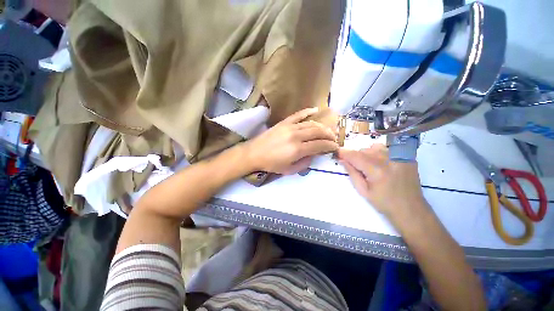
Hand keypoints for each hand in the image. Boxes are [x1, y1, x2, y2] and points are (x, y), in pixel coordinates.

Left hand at [243, 108, 338, 174]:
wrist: (254, 153)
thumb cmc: (271, 164)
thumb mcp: (289, 170)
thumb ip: (304, 163)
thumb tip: (314, 154)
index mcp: (297, 150)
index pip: (319, 145)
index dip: (330, 146)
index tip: (335, 147)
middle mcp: (296, 136)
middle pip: (318, 132)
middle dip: (329, 135)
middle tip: (334, 138)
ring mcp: (290, 127)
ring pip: (311, 124)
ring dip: (322, 127)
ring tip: (327, 130)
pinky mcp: (284, 122)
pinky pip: (298, 115)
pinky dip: (308, 111)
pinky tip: (316, 110)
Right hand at [337, 145, 427, 218]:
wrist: (411, 209)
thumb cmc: (384, 203)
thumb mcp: (363, 190)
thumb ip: (352, 172)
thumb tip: (342, 160)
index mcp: (377, 170)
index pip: (355, 156)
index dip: (344, 153)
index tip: (337, 153)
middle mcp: (389, 160)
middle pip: (364, 150)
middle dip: (355, 156)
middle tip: (355, 166)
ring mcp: (400, 157)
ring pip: (374, 147)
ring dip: (367, 154)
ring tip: (369, 166)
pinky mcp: (406, 157)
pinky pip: (387, 149)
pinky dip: (379, 153)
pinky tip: (381, 164)